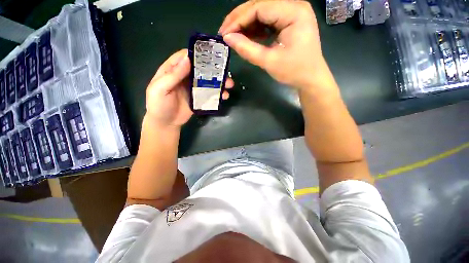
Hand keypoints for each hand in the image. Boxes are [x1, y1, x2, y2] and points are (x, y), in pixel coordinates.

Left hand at [145, 49, 233, 127]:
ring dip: (219, 82)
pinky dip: (218, 94)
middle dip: (213, 69)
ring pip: (207, 81)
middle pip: (200, 69)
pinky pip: (209, 94)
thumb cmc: (159, 105)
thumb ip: (173, 75)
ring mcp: (193, 88)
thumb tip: (187, 59)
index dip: (197, 53)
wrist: (166, 123)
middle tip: (225, 72)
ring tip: (229, 85)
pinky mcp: (199, 98)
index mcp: (172, 70)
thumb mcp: (160, 89)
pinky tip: (224, 96)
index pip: (185, 57)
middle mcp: (184, 77)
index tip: (211, 54)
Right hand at [219, 0, 325, 88]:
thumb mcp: (269, 61)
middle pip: (260, 6)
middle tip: (225, 33)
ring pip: (261, 13)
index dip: (238, 20)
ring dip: (245, 24)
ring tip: (233, 37)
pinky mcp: (288, 22)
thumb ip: (247, 49)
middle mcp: (293, 6)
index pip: (259, 7)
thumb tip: (227, 38)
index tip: (224, 33)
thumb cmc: (294, 72)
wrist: (310, 79)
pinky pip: (267, 21)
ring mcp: (291, 13)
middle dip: (240, 20)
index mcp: (294, 12)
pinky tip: (245, 37)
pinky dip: (254, 29)